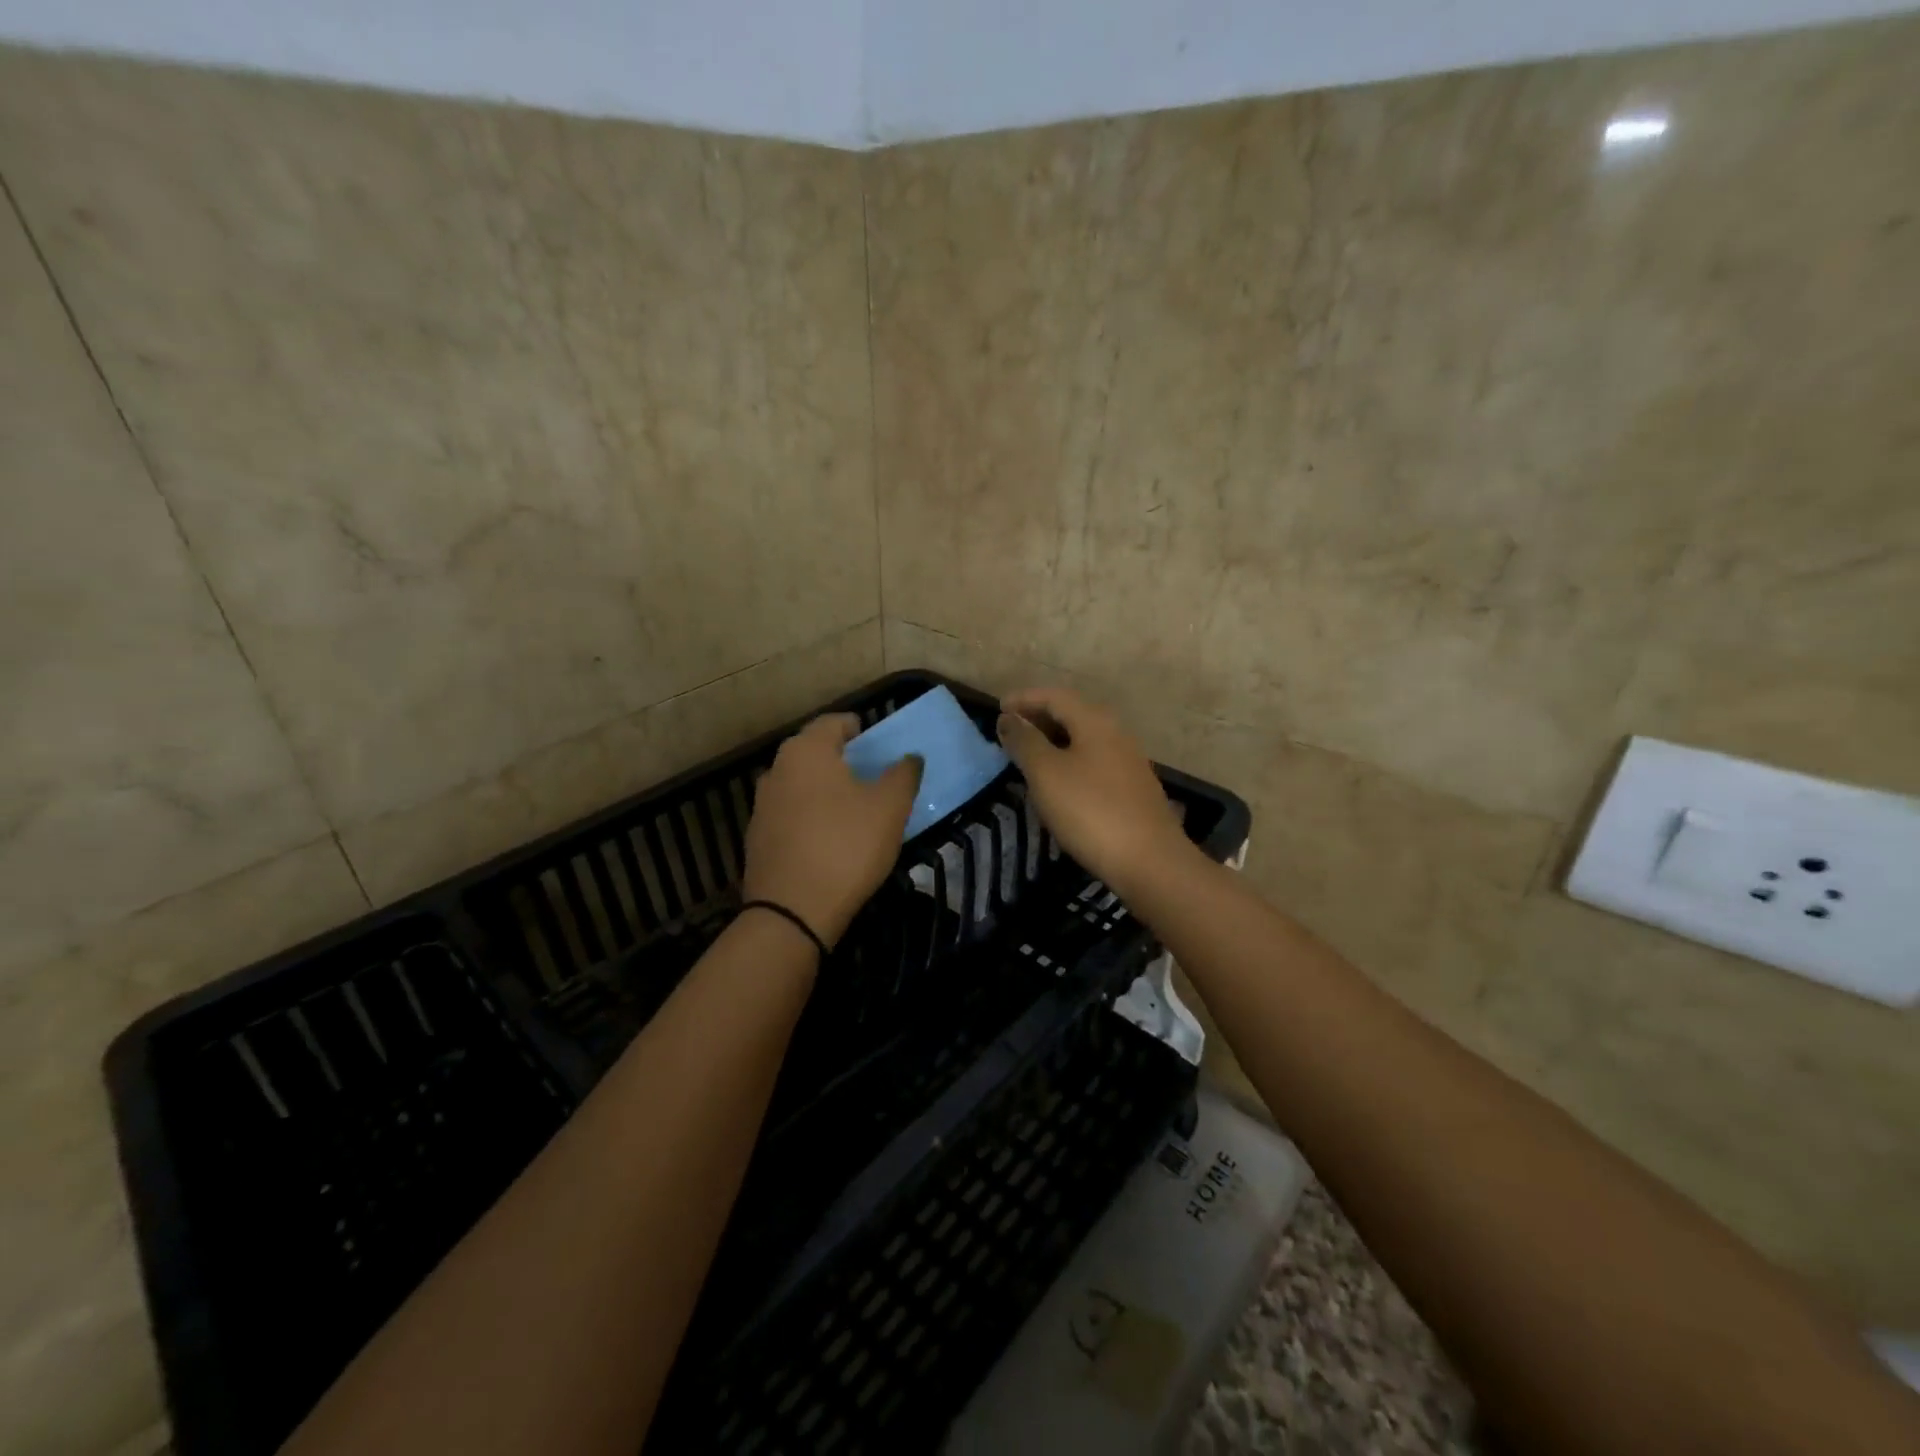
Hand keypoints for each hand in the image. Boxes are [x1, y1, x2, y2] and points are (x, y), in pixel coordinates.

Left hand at [741, 714, 921, 949]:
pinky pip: (790, 815)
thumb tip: (910, 757)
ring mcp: (762, 805)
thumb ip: (904, 774)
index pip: (835, 722)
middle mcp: (776, 769)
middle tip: (871, 777)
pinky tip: (829, 840)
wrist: (792, 912)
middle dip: (842, 760)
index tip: (879, 745)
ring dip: (825, 790)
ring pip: (801, 785)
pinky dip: (810, 817)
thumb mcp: (890, 808)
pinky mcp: (757, 838)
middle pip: (815, 752)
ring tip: (853, 811)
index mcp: (807, 751)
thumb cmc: (846, 846)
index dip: (860, 729)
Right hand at [996, 687, 1194, 897]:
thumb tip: (1008, 718)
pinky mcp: (1132, 788)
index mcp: (1094, 721)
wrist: (1149, 861)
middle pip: (1072, 713)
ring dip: (1054, 741)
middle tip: (1010, 732)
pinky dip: (1070, 761)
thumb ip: (1024, 742)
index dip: (1024, 699)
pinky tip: (1058, 783)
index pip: (1054, 695)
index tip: (998, 709)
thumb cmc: (1091, 810)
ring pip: (1084, 738)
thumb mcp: (1046, 773)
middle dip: (1039, 718)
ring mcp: (1128, 761)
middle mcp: (1115, 732)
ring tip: (1028, 757)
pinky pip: (1094, 761)